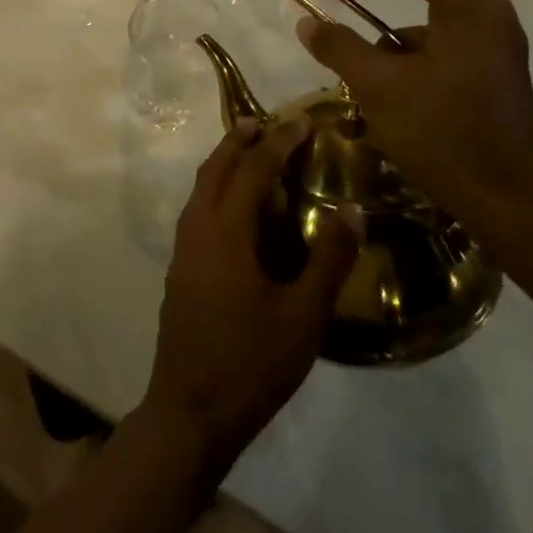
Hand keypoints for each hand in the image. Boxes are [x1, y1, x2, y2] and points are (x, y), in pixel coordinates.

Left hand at [141, 119, 359, 476]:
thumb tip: (352, 210)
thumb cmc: (251, 362)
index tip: (302, 122)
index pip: (253, 169)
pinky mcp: (180, 268)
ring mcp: (183, 248)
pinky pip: (198, 208)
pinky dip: (217, 188)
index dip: (279, 142)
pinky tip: (236, 208)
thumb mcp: (303, 315)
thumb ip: (328, 260)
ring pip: (202, 187)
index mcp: (225, 230)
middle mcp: (197, 227)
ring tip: (251, 151)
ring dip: (225, 162)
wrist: (190, 411)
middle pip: (217, 167)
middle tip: (268, 122)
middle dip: (240, 139)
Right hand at [294, 0, 532, 256]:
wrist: (510, 206)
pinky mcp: (494, 80)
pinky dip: (410, 76)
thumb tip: (307, 21)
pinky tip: (393, 115)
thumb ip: (338, 46)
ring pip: (424, 34)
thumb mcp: (378, 86)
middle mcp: (489, 18)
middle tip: (344, 52)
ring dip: (388, 58)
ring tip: (366, 99)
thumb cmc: (443, 133)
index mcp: (469, 6)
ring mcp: (496, 50)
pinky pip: (441, 59)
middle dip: (372, 26)